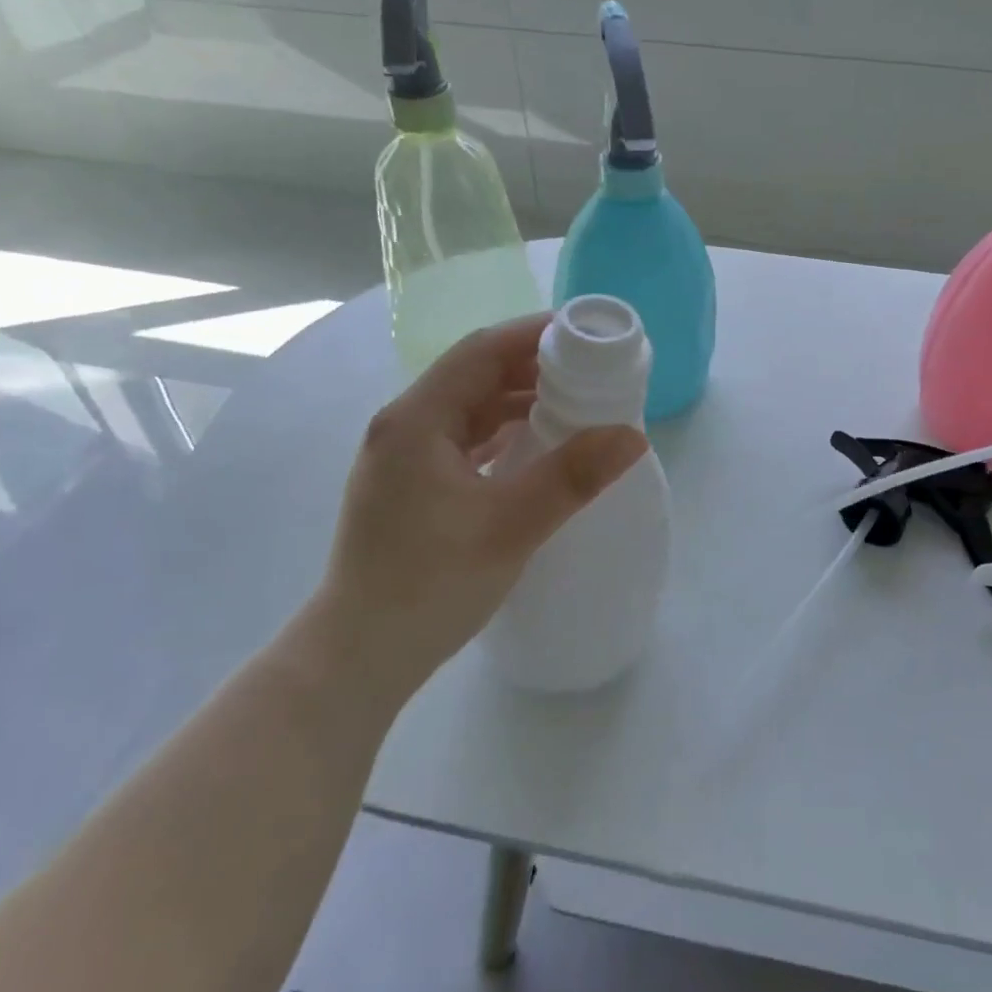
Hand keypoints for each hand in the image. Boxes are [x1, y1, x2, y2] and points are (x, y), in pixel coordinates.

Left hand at [310, 315, 646, 687]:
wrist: (359, 657)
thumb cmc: (428, 586)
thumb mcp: (509, 527)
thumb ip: (572, 477)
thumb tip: (632, 435)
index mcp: (416, 420)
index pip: (480, 351)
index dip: (533, 334)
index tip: (585, 334)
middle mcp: (404, 427)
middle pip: (474, 374)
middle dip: (532, 366)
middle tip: (591, 370)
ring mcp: (403, 458)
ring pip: (469, 408)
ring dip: (518, 400)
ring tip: (574, 403)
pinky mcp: (411, 486)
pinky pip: (463, 439)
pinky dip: (502, 432)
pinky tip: (536, 444)